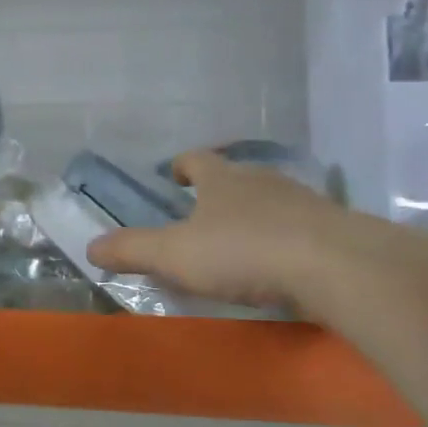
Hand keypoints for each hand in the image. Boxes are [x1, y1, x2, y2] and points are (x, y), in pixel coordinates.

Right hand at [85, 149, 353, 311]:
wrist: (336, 266)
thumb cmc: (244, 252)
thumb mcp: (174, 254)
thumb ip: (132, 250)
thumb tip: (91, 247)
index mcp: (223, 180)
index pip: (198, 160)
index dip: (182, 165)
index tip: (174, 175)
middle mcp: (263, 181)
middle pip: (236, 177)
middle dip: (218, 191)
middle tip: (201, 212)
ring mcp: (304, 203)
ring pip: (271, 201)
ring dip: (253, 215)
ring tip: (240, 241)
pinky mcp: (334, 230)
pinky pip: (299, 228)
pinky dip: (284, 240)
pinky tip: (280, 264)